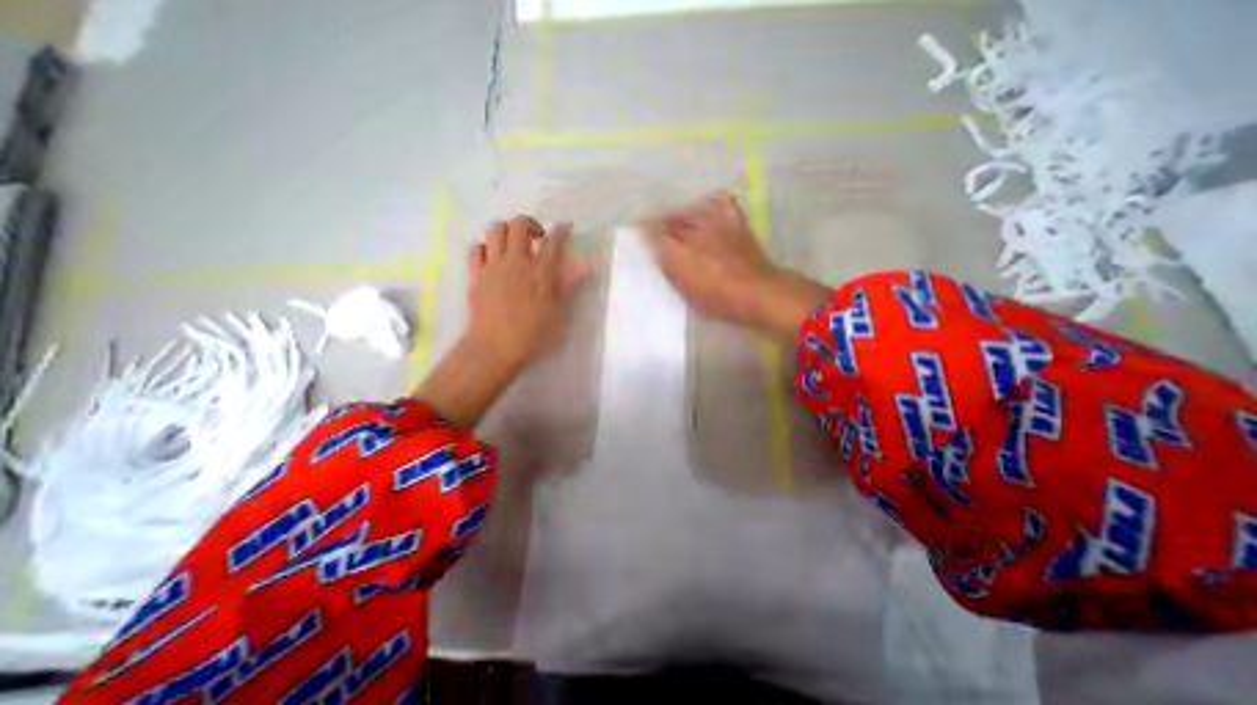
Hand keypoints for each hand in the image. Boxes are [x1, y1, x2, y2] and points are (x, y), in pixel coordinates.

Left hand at [468, 218, 582, 378]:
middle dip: (531, 224)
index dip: (561, 230)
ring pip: (496, 229)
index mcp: (541, 273)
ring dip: (507, 230)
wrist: (495, 347)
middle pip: (520, 225)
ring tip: (513, 244)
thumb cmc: (532, 335)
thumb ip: (568, 287)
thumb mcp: (558, 314)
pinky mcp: (476, 274)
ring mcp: (493, 266)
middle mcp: (517, 262)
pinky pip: (477, 247)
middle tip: (537, 238)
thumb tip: (583, 269)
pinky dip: (486, 245)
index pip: (554, 242)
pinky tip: (493, 255)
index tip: (565, 227)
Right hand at [649, 190, 832, 337]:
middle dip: (659, 222)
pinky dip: (711, 200)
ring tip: (675, 218)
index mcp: (680, 253)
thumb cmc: (720, 301)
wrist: (758, 292)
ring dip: (679, 213)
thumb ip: (671, 271)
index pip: (654, 234)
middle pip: (670, 220)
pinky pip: (721, 201)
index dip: (644, 230)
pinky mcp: (735, 221)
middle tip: (654, 227)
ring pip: (690, 210)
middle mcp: (694, 233)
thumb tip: (660, 254)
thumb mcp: (688, 293)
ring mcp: (716, 224)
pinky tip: (706, 205)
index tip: (638, 230)